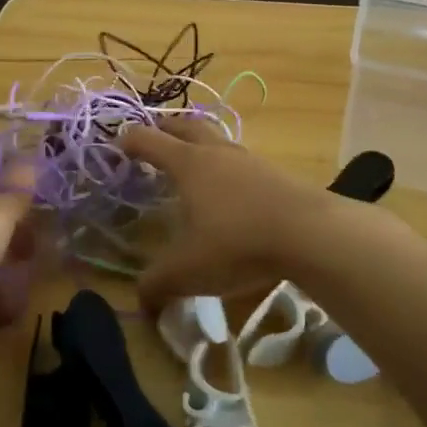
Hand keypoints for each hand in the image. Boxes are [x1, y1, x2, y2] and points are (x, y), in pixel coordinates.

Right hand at [118, 118, 339, 307]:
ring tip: (191, 162)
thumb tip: (141, 301)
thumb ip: (157, 284)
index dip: (129, 140)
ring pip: (216, 139)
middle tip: (153, 138)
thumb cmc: (237, 243)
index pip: (150, 141)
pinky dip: (225, 164)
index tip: (117, 144)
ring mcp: (248, 158)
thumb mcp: (188, 270)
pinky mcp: (274, 172)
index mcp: (188, 164)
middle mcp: (216, 152)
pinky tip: (229, 188)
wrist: (310, 233)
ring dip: (199, 143)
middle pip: (186, 125)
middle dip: (165, 128)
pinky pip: (239, 158)